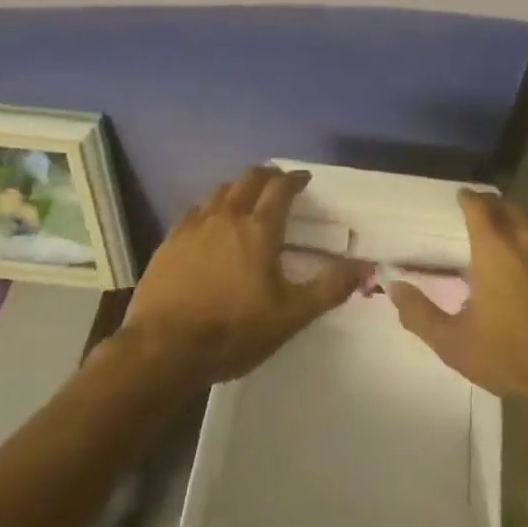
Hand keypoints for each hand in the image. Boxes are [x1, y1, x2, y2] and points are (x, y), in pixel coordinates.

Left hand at [120, 165, 369, 389]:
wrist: (161, 350)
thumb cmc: (232, 331)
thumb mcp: (290, 315)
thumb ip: (329, 288)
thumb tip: (366, 265)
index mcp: (259, 229)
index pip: (281, 189)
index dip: (295, 180)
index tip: (304, 180)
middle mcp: (227, 216)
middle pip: (249, 179)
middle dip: (267, 176)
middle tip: (278, 184)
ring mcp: (194, 226)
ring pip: (220, 191)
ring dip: (238, 188)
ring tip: (246, 200)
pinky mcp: (169, 241)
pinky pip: (195, 211)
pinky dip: (210, 208)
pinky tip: (209, 224)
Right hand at [387, 189, 527, 414]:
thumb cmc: (512, 356)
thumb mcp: (455, 343)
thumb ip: (420, 314)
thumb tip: (393, 288)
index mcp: (495, 248)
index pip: (479, 205)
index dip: (468, 198)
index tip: (461, 197)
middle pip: (509, 208)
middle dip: (493, 207)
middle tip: (482, 216)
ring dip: (519, 227)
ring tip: (509, 244)